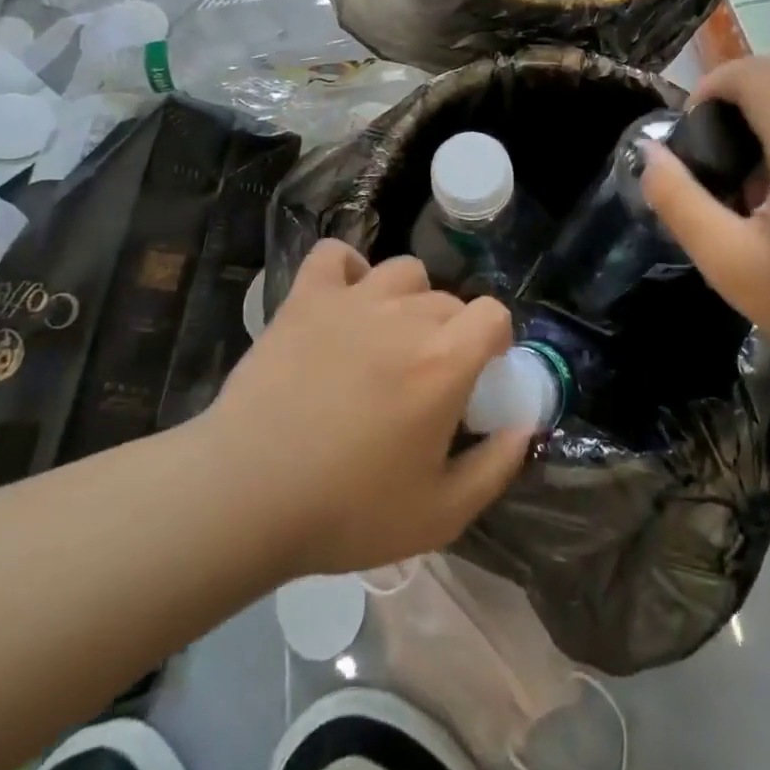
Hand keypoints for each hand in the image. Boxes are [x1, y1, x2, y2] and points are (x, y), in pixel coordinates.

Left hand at [207, 242, 528, 575]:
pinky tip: (344, 299)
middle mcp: (405, 315)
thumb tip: (523, 427)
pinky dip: (346, 269)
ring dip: (408, 298)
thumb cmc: (346, 510)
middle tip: (425, 377)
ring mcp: (353, 299)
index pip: (493, 313)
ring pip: (403, 271)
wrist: (246, 494)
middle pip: (448, 300)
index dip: (495, 339)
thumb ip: (495, 468)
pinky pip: (335, 255)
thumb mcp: (440, 514)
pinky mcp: (306, 297)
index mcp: (444, 361)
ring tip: (388, 336)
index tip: (480, 371)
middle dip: (451, 332)